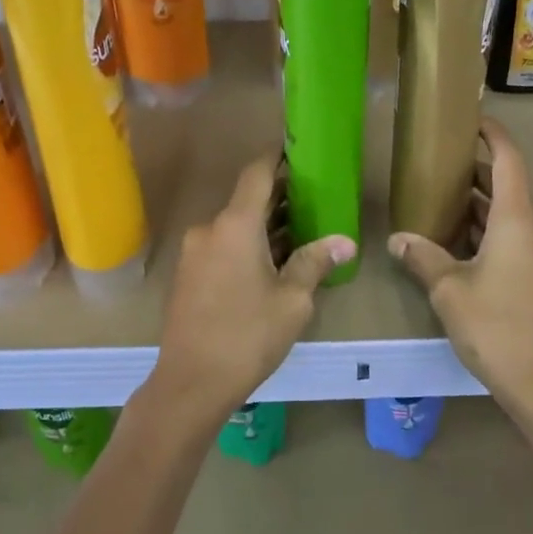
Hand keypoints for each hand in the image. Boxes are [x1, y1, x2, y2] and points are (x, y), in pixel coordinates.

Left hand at [147, 154, 354, 426]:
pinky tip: (270, 264)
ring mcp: (194, 254)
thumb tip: (345, 242)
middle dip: (279, 198)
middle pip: (246, 201)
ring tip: (300, 233)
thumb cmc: (248, 336)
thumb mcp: (292, 300)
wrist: (191, 383)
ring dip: (263, 227)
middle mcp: (209, 230)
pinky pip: (221, 248)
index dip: (277, 158)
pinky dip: (246, 246)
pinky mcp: (187, 277)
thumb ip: (316, 262)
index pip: (257, 174)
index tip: (297, 150)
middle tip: (314, 199)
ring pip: (234, 228)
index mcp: (235, 225)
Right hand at [388, 118, 532, 412]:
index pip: (509, 159)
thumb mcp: (449, 290)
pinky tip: (465, 245)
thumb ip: (423, 257)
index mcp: (519, 219)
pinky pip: (521, 238)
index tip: (472, 120)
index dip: (493, 135)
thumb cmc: (497, 327)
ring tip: (444, 204)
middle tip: (440, 168)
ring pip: (515, 215)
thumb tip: (398, 239)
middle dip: (478, 174)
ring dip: (484, 207)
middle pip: (510, 187)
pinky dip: (495, 231)